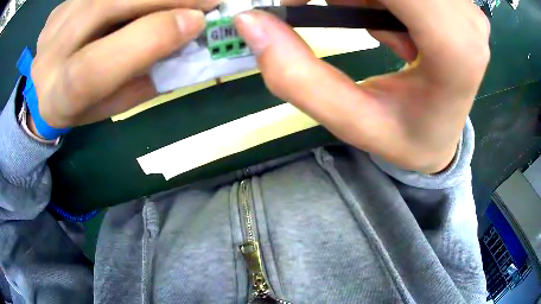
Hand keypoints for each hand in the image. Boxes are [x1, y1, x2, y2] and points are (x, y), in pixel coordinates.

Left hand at [31, 0, 218, 128]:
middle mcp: (49, 55)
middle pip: (102, 8)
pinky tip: (148, 0)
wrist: (43, 89)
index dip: (146, 39)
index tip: (195, 22)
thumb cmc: (79, 106)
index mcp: (60, 97)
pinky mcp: (62, 5)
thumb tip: (185, 40)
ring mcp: (54, 23)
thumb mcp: (111, 106)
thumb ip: (141, 78)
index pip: (93, 67)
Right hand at [234, 0, 489, 172]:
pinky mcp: (457, 1)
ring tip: (368, 22)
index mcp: (454, 47)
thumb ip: (297, 75)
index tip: (294, 3)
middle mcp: (466, 15)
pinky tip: (387, 17)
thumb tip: (249, 20)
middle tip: (312, 8)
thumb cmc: (408, 137)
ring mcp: (465, 6)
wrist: (444, 136)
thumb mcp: (352, 121)